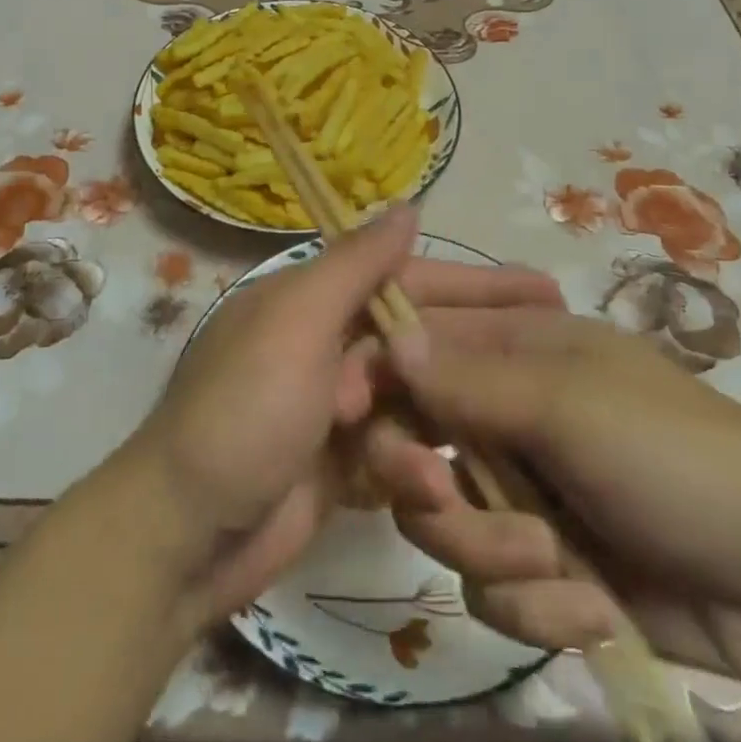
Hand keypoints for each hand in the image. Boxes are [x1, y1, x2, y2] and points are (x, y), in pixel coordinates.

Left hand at [125, 207, 562, 628]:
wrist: (184, 536)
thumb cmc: (244, 412)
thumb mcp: (296, 324)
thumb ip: (355, 266)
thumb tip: (408, 206)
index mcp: (311, 300)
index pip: (407, 278)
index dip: (476, 283)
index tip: (543, 290)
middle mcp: (325, 343)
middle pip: (419, 339)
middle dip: (477, 352)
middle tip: (557, 359)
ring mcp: (333, 407)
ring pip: (414, 399)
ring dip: (446, 420)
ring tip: (505, 436)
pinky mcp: (340, 463)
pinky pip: (396, 451)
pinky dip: (414, 464)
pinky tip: (436, 483)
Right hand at [364, 305, 740, 697]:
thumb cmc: (675, 456)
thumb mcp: (568, 404)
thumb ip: (469, 380)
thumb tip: (388, 342)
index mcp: (516, 349)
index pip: (416, 346)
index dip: (379, 376)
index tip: (352, 413)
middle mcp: (507, 413)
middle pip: (413, 439)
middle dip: (424, 480)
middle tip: (440, 496)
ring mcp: (522, 492)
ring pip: (442, 521)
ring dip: (489, 552)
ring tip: (553, 563)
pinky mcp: (542, 566)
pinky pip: (489, 588)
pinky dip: (534, 605)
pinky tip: (589, 607)